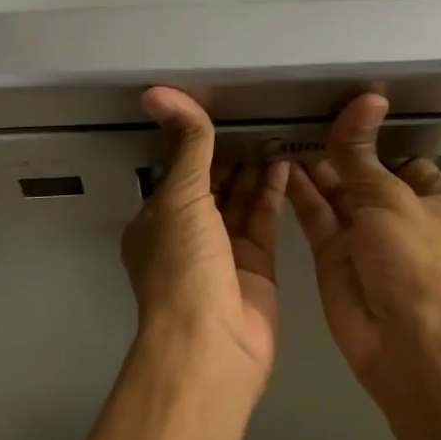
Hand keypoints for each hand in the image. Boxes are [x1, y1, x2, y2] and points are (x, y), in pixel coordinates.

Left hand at [123, 88, 288, 380]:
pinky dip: (272, 191)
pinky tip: (284, 161)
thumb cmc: (183, 268)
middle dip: (230, 154)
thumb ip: (187, 148)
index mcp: (156, 221)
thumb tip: (163, 95)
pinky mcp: (256, 265)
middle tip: (257, 114)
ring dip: (254, 168)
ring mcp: (223, 252)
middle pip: (212, 185)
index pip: (177, 172)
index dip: (196, 142)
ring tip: (275, 129)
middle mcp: (188, 235)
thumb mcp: (179, 199)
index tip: (219, 108)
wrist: (211, 344)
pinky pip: (264, 219)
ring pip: (240, 201)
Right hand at [285, 93, 440, 399]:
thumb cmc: (414, 262)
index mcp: (434, 201)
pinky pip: (315, 217)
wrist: (403, 341)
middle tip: (298, 113)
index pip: (404, 158)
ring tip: (281, 130)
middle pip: (365, 174)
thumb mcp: (391, 199)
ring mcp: (364, 237)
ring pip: (336, 194)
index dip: (375, 136)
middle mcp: (399, 217)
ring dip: (314, 167)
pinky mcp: (333, 256)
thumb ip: (363, 155)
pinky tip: (278, 164)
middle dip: (338, 149)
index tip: (341, 107)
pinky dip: (299, 194)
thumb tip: (366, 99)